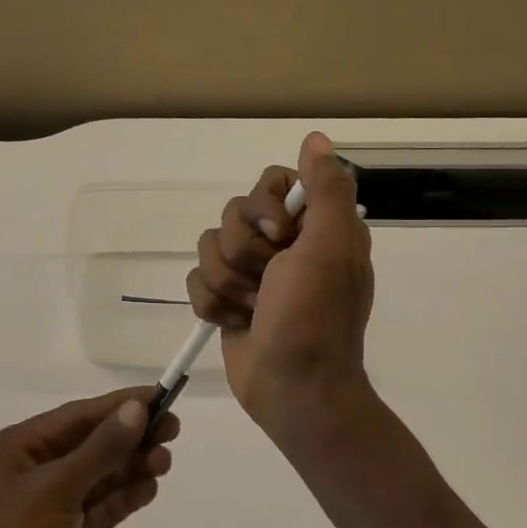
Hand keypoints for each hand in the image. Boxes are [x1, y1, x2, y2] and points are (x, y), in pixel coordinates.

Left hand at [0, 388, 178, 527]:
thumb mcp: (55, 491)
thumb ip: (99, 450)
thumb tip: (136, 409)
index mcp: (19, 447)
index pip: (78, 416)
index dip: (119, 406)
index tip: (160, 396)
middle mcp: (35, 470)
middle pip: (92, 444)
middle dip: (130, 436)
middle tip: (173, 429)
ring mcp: (53, 505)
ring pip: (101, 475)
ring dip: (132, 466)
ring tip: (165, 461)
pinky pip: (102, 507)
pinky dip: (126, 496)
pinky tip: (150, 487)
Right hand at [187, 131, 375, 438]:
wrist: (294, 389)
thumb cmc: (315, 317)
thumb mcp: (330, 247)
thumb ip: (326, 190)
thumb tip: (317, 138)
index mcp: (313, 227)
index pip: (271, 182)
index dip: (264, 205)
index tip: (280, 234)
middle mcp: (283, 245)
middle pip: (232, 214)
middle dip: (243, 252)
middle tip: (268, 280)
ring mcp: (252, 274)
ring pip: (209, 248)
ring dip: (228, 284)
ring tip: (253, 310)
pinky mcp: (226, 300)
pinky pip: (196, 280)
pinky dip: (213, 305)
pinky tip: (236, 324)